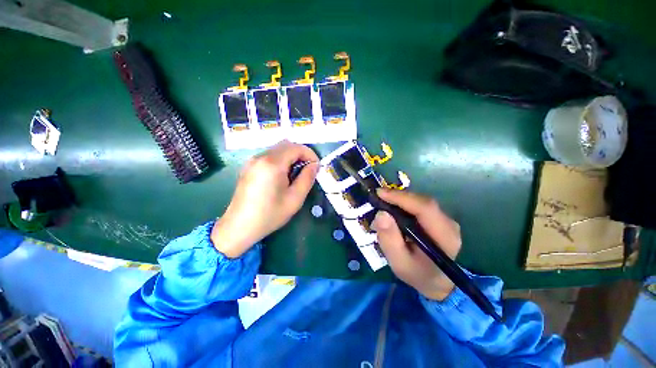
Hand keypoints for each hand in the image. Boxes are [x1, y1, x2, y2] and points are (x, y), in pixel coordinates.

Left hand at [211, 140, 318, 257]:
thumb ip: (307, 178)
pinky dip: (280, 160)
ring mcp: (252, 160)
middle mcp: (260, 157)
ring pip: (277, 149)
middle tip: (307, 170)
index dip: (310, 154)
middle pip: (286, 145)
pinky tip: (281, 176)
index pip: (296, 147)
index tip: (316, 166)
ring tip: (295, 174)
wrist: (239, 227)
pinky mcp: (248, 166)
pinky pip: (269, 156)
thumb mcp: (295, 198)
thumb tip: (314, 165)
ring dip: (290, 157)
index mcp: (272, 163)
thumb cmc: (270, 214)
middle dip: (301, 154)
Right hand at [371, 189, 461, 300]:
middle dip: (398, 197)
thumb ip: (389, 240)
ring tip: (383, 201)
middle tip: (378, 197)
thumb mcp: (399, 263)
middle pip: (423, 202)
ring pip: (421, 201)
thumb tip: (381, 214)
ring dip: (401, 199)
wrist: (436, 282)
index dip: (402, 198)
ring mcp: (446, 220)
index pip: (425, 208)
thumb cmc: (417, 274)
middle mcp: (449, 224)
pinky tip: (394, 207)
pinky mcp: (439, 218)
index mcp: (444, 237)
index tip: (380, 194)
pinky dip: (405, 203)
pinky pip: (420, 205)